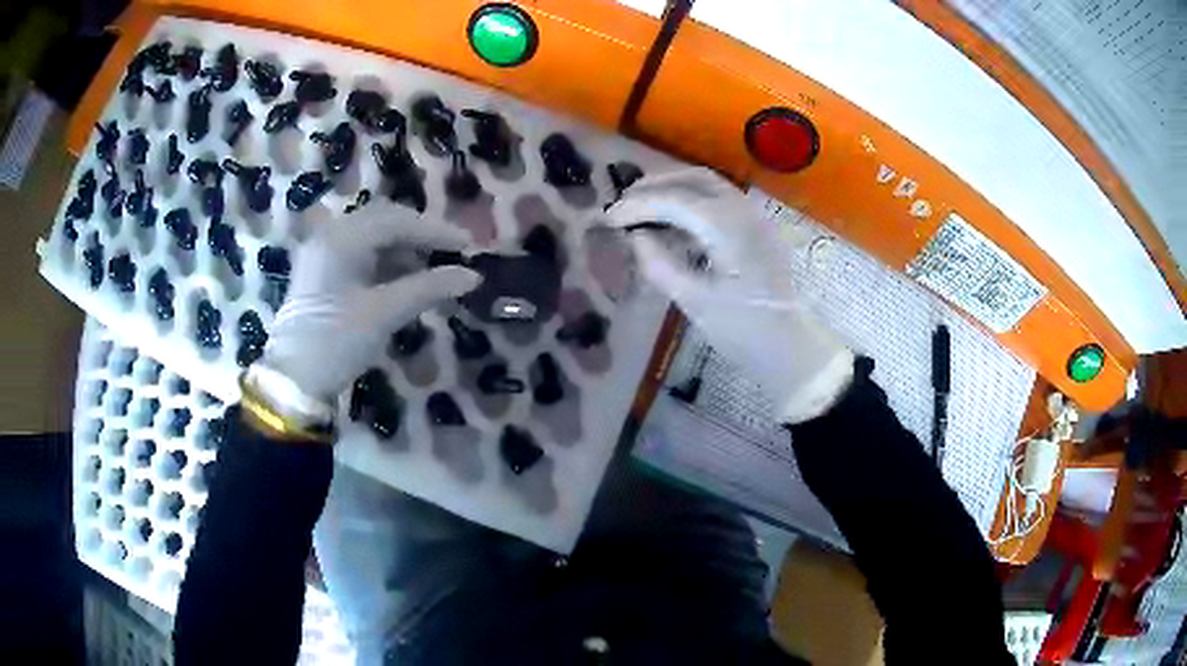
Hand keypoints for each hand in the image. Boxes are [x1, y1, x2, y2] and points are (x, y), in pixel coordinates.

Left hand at [261, 204, 480, 401]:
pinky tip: (404, 279)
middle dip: (419, 234)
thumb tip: (471, 276)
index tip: (468, 246)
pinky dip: (386, 261)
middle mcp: (331, 236)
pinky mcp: (322, 273)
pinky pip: (360, 254)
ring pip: (372, 236)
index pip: (397, 221)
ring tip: (432, 268)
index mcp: (342, 239)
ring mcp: (323, 253)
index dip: (435, 231)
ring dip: (404, 247)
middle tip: (450, 252)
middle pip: (384, 221)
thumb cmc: (337, 341)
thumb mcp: (384, 314)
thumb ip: (428, 289)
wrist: (293, 379)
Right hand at [606, 168, 852, 423]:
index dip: (638, 205)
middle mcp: (744, 211)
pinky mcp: (756, 229)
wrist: (790, 347)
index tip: (609, 218)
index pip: (675, 201)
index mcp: (730, 228)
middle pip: (694, 179)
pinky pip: (720, 201)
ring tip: (642, 209)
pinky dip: (691, 202)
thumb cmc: (744, 330)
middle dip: (655, 186)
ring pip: (709, 186)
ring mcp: (754, 218)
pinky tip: (673, 225)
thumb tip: (636, 237)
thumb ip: (660, 265)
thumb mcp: (695, 302)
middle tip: (624, 205)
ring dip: (673, 190)